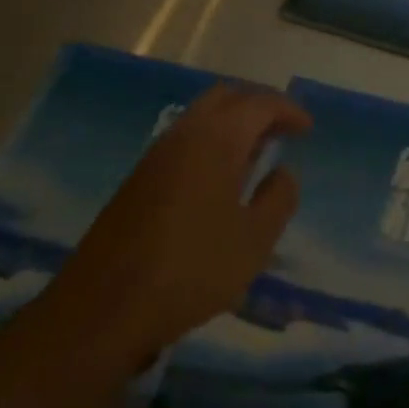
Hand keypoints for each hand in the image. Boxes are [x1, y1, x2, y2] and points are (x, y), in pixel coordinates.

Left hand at [29, 85, 310, 377]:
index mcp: (217, 139)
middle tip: (282, 130)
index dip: (288, 110)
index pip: (259, 104)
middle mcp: (185, 134)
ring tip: (256, 154)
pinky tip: (219, 179)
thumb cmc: (190, 270)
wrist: (101, 310)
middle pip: (226, 97)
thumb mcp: (253, 242)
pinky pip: (184, 140)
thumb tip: (283, 173)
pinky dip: (210, 142)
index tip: (307, 129)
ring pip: (201, 117)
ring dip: (232, 123)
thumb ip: (279, 199)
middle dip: (258, 106)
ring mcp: (156, 155)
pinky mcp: (137, 180)